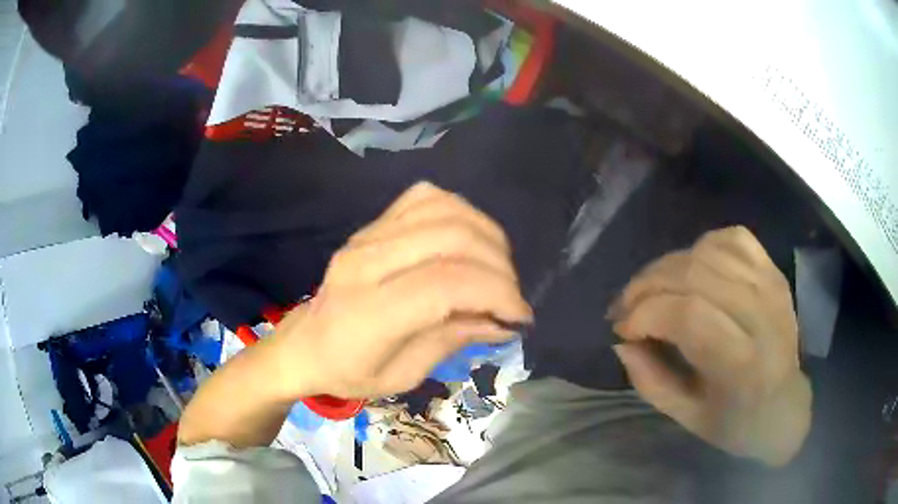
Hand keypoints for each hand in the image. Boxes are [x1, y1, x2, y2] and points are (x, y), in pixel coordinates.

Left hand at [269, 182, 531, 399]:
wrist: (305, 343)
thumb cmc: (349, 371)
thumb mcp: (402, 376)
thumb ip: (452, 341)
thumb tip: (503, 321)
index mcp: (368, 313)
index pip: (445, 285)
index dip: (496, 293)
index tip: (520, 316)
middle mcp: (366, 262)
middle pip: (451, 239)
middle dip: (499, 267)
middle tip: (510, 297)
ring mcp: (367, 236)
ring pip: (444, 210)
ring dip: (486, 236)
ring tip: (497, 269)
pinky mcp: (372, 224)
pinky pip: (426, 198)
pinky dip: (461, 213)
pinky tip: (470, 240)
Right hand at [609, 226, 811, 465]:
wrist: (786, 405)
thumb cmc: (737, 422)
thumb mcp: (687, 418)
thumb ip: (650, 380)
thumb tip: (622, 341)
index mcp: (742, 363)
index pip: (688, 315)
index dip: (645, 314)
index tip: (621, 330)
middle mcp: (761, 314)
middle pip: (694, 274)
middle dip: (646, 286)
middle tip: (624, 307)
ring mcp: (770, 285)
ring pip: (707, 251)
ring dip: (666, 265)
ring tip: (650, 289)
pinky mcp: (773, 271)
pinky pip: (732, 238)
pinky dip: (702, 246)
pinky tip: (691, 268)